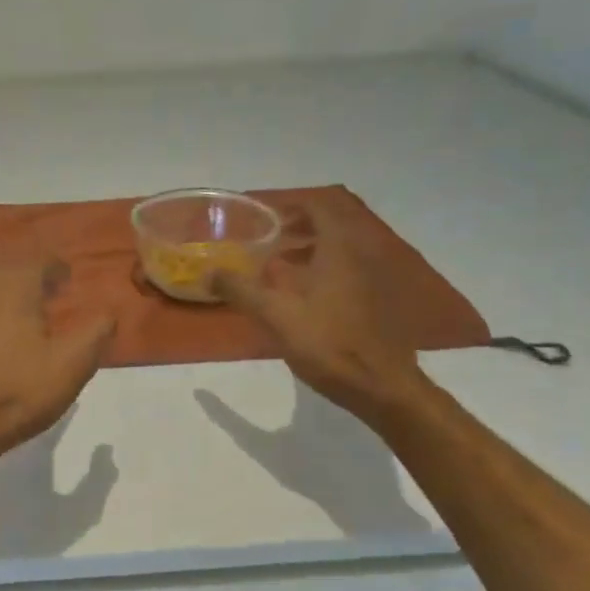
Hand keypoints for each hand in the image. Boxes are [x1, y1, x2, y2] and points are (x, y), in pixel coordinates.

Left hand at [0, 263, 115, 464]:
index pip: (38, 263)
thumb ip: (95, 333)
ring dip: (2, 301)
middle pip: (7, 275)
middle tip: (48, 300)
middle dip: (29, 282)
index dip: (56, 267)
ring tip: (19, 322)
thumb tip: (108, 312)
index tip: (68, 279)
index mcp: (12, 291)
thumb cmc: (19, 393)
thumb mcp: (72, 366)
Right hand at [213, 202, 428, 421]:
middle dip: (299, 227)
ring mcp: (370, 281)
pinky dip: (322, 271)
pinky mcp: (373, 303)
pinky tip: (301, 297)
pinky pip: (345, 272)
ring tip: (279, 265)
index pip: (320, 207)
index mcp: (337, 252)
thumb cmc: (327, 343)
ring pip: (338, 251)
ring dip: (310, 250)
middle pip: (331, 227)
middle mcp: (359, 258)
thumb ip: (241, 290)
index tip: (265, 215)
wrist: (380, 385)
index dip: (292, 205)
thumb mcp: (275, 316)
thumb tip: (209, 272)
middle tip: (269, 238)